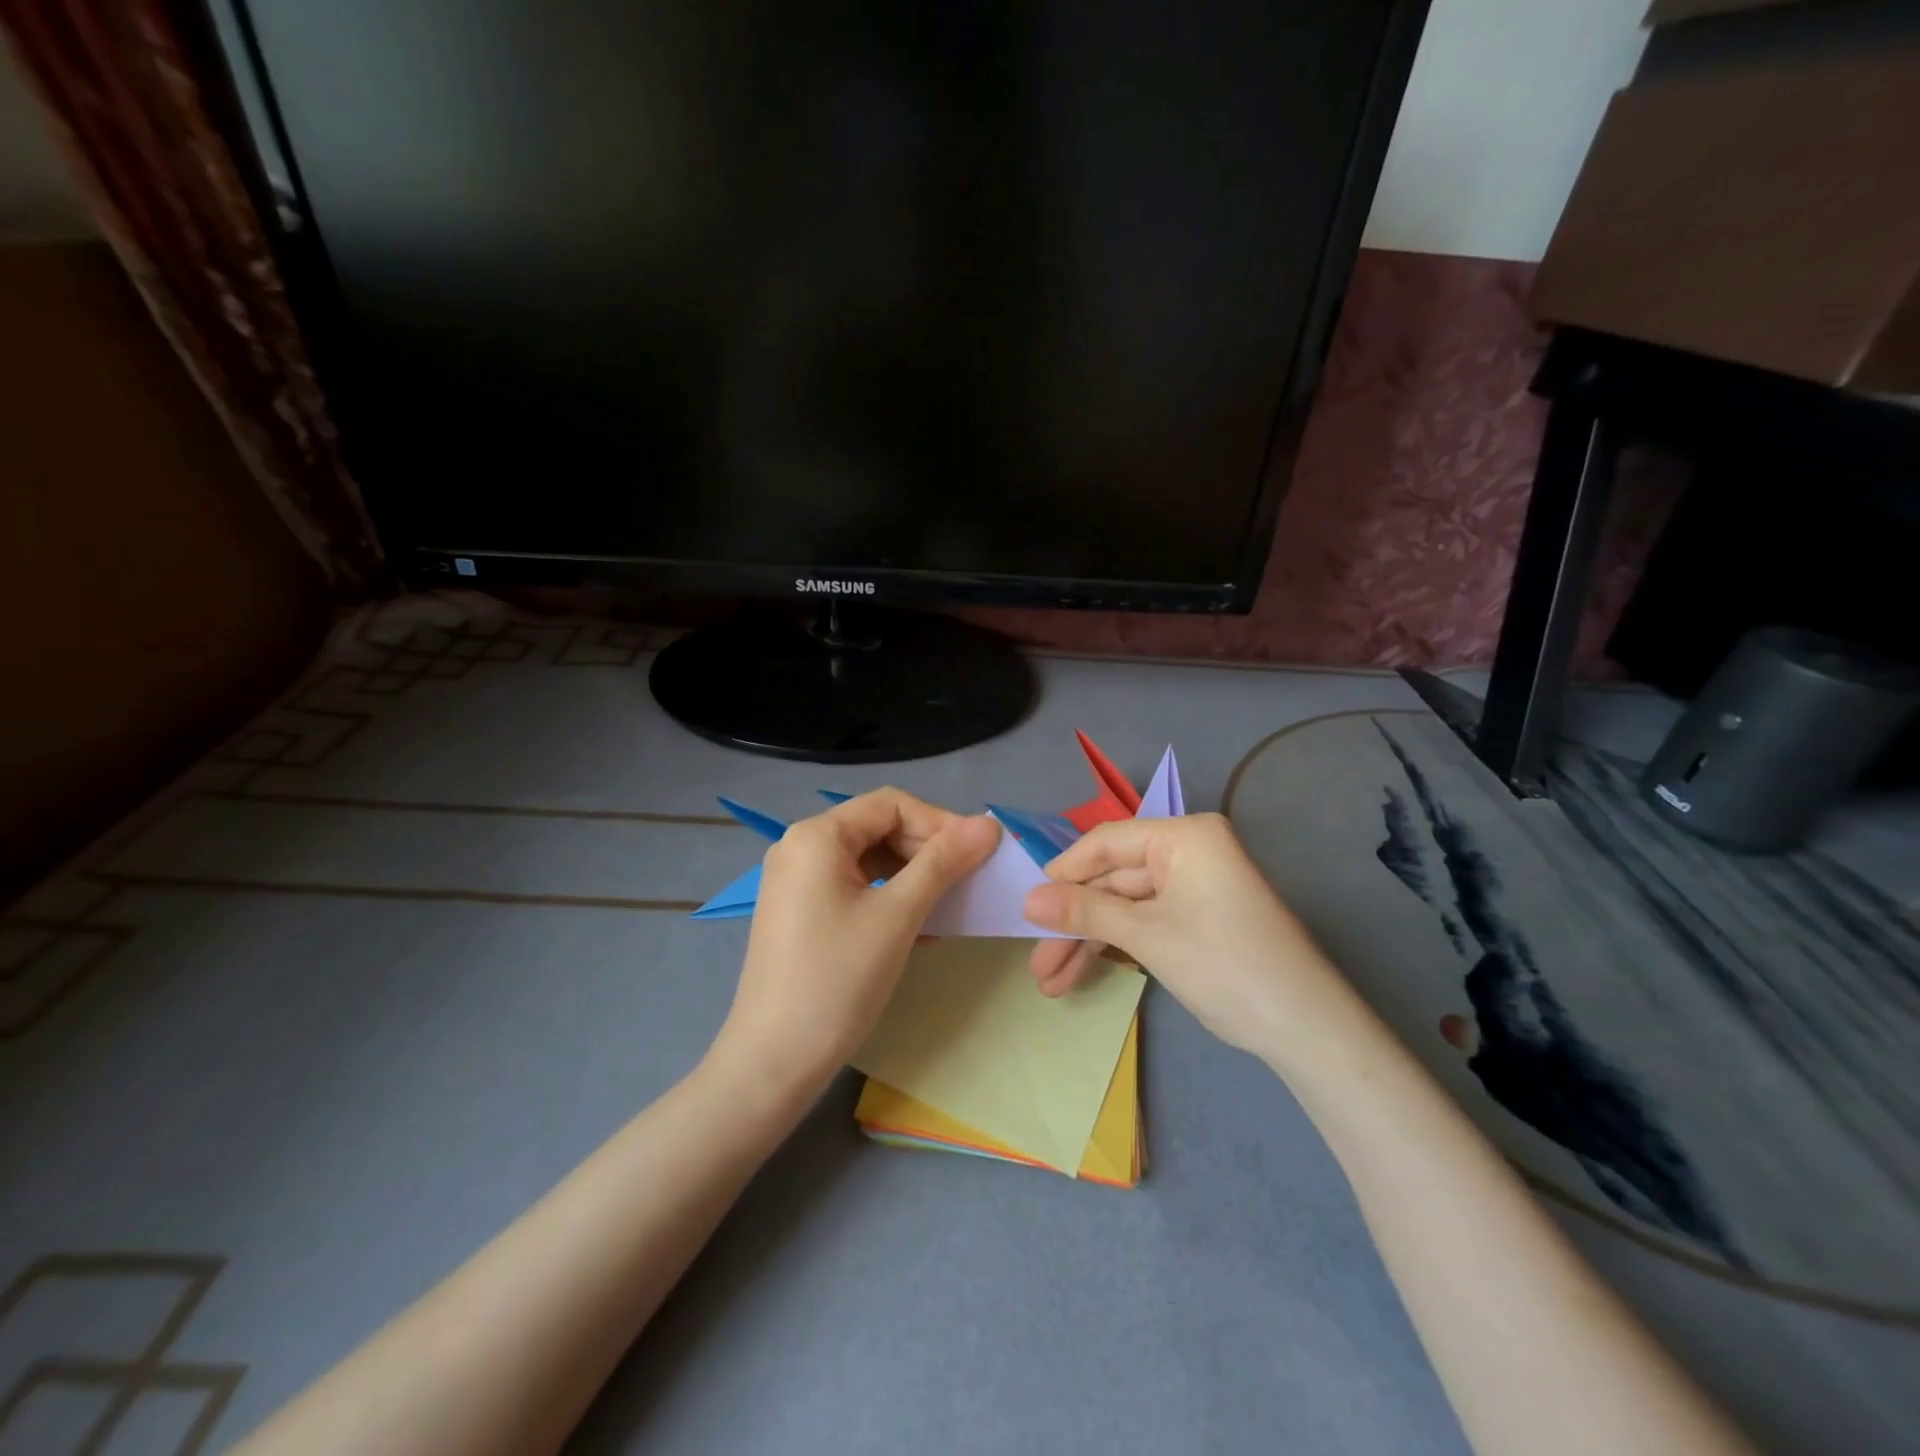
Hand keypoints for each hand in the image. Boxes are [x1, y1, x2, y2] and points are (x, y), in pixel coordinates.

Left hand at [709, 789, 999, 1098]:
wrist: (773, 1061)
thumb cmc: (838, 980)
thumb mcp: (898, 915)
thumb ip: (944, 863)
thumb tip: (989, 824)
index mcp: (816, 835)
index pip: (891, 804)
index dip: (940, 822)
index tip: (977, 854)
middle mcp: (799, 846)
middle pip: (878, 827)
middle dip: (927, 849)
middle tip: (966, 882)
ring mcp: (795, 880)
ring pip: (868, 858)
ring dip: (912, 875)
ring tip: (947, 907)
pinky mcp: (798, 910)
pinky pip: (853, 886)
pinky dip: (888, 896)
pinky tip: (917, 926)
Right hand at [1023, 813, 1349, 1058]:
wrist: (1306, 1030)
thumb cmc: (1225, 965)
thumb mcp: (1147, 935)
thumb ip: (1085, 910)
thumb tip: (1027, 899)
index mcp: (1185, 835)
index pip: (1107, 841)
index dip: (1063, 872)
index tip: (1026, 904)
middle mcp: (1188, 852)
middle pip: (1113, 880)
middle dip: (1073, 923)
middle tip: (1036, 963)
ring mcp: (1193, 887)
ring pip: (1124, 908)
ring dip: (1088, 942)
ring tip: (1049, 982)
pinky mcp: (1196, 919)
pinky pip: (1144, 923)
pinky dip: (1115, 948)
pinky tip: (1080, 974)